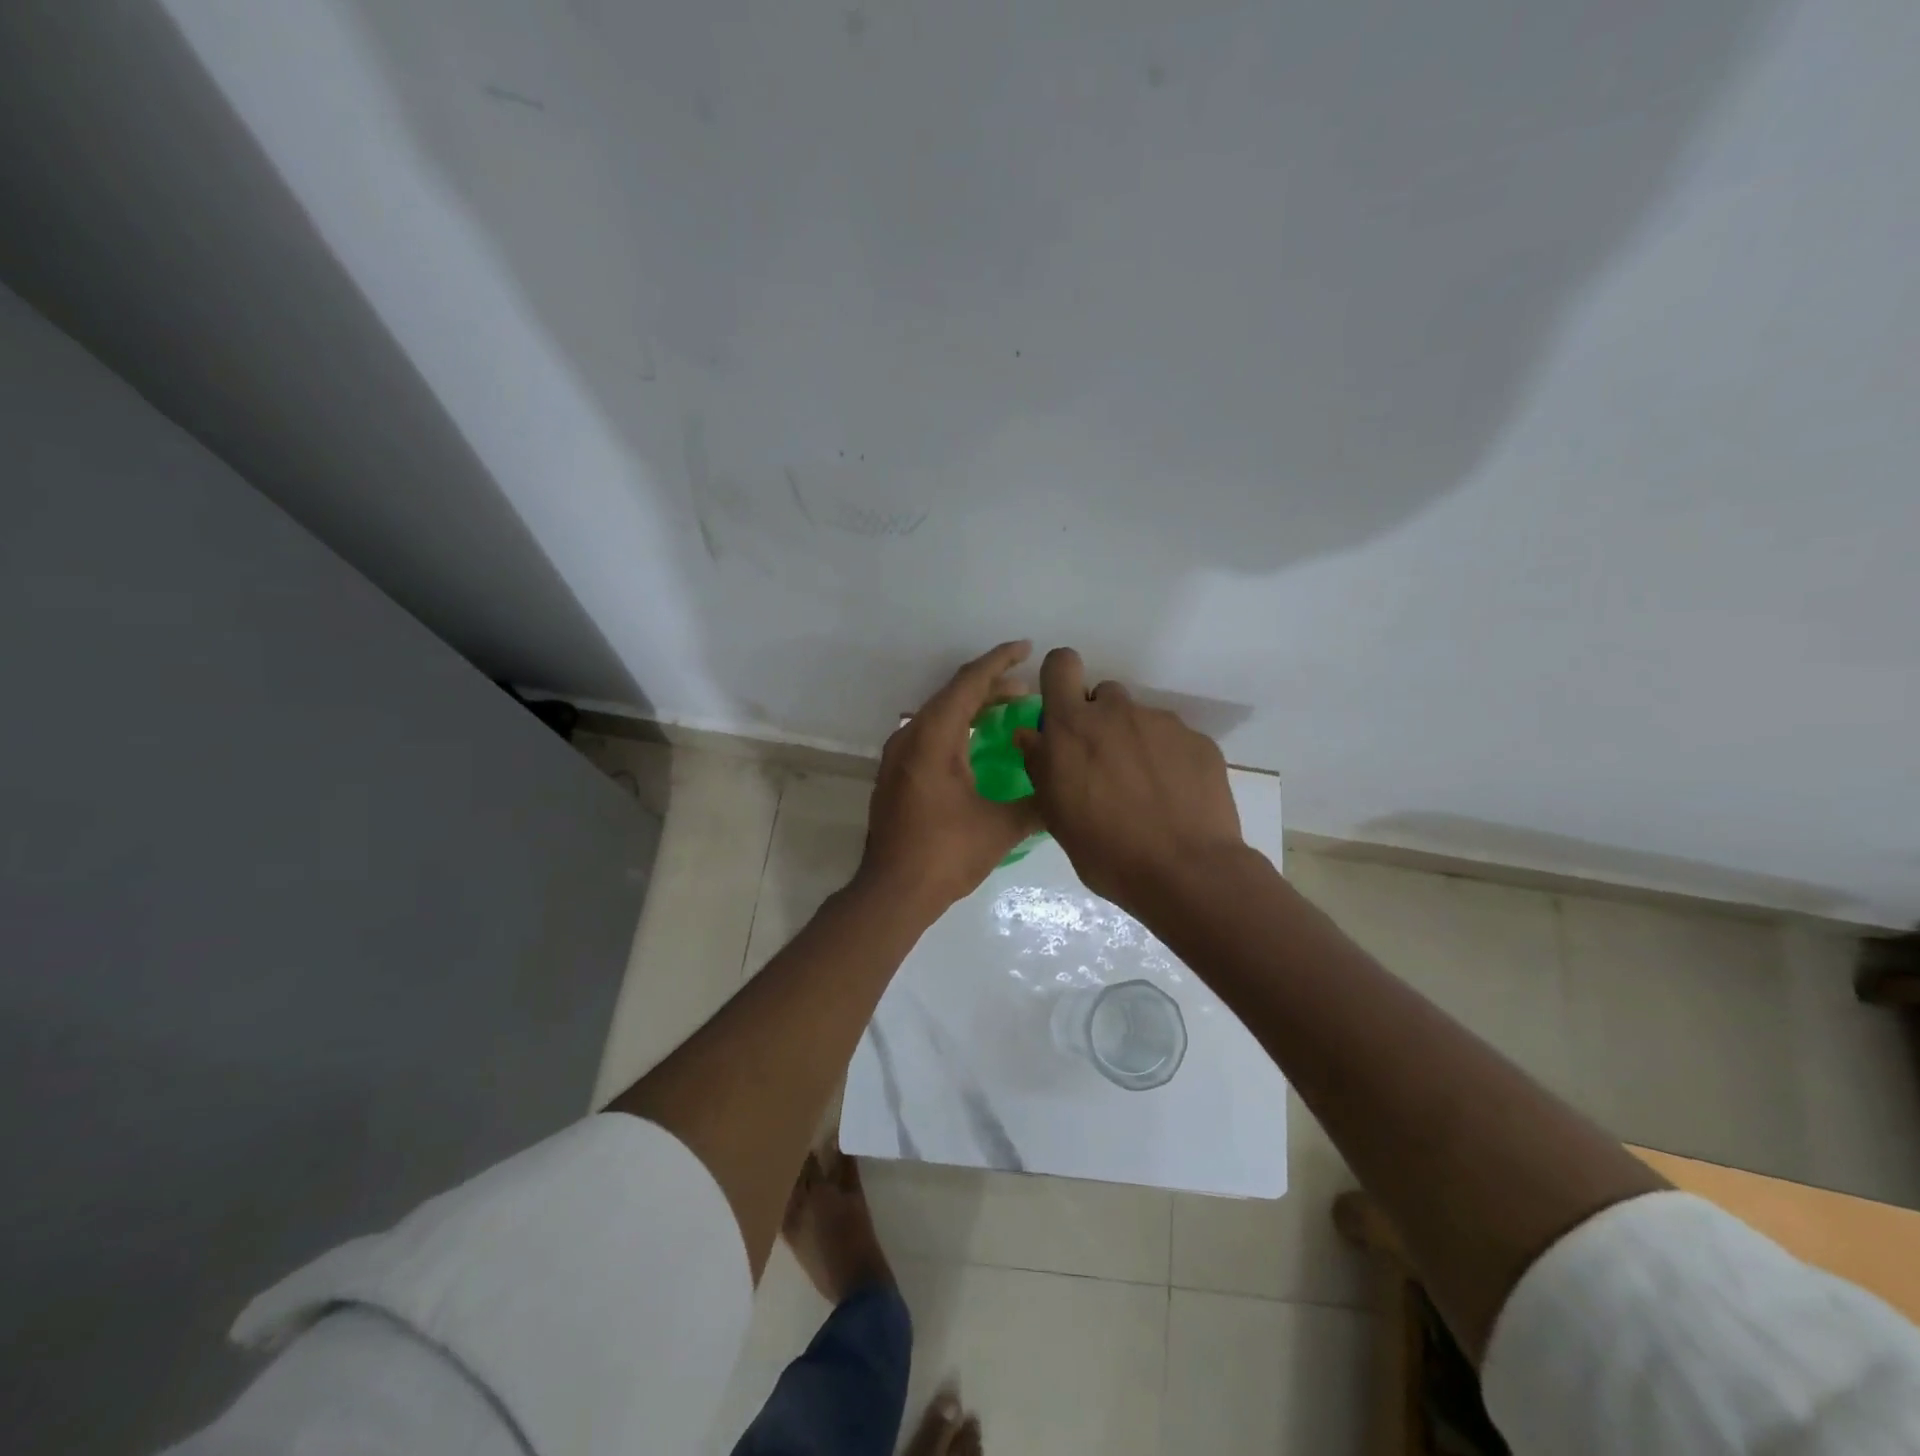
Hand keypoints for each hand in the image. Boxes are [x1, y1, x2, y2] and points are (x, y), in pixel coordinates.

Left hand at [859, 641, 1043, 915]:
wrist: (892, 892)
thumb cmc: (945, 854)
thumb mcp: (1001, 828)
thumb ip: (1037, 803)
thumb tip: (1064, 791)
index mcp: (933, 738)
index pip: (969, 683)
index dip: (999, 662)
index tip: (1026, 648)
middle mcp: (910, 737)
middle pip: (953, 695)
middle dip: (992, 686)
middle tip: (1027, 690)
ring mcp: (898, 756)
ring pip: (939, 714)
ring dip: (973, 707)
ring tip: (1010, 710)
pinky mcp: (896, 774)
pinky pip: (929, 734)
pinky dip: (957, 728)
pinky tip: (978, 744)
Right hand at [1014, 647, 1245, 912]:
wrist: (1185, 872)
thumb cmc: (1105, 850)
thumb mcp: (1055, 814)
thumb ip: (1041, 765)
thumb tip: (1032, 735)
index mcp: (1073, 727)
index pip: (1061, 664)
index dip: (1060, 678)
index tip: (1063, 708)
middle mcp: (1117, 713)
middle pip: (1104, 695)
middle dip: (1100, 721)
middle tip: (1105, 765)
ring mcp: (1163, 724)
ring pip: (1141, 720)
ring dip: (1135, 742)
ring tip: (1144, 790)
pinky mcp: (1199, 741)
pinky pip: (1174, 740)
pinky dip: (1169, 760)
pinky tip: (1173, 798)